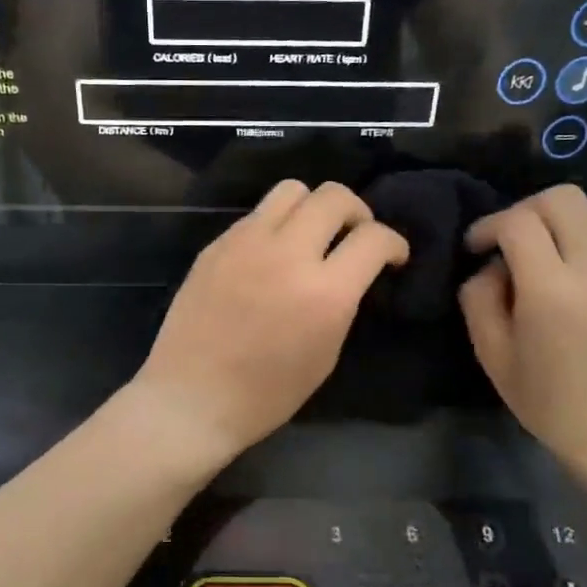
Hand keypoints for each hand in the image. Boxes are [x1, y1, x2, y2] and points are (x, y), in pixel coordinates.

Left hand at [132, 180, 409, 460]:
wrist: (192, 397)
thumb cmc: (266, 394)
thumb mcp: (325, 354)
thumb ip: (342, 302)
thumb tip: (349, 273)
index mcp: (324, 293)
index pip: (374, 238)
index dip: (394, 243)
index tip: (392, 256)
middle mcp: (288, 254)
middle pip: (334, 196)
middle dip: (357, 212)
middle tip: (354, 236)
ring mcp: (246, 243)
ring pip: (292, 189)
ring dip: (313, 206)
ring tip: (311, 234)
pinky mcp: (216, 244)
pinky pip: (257, 214)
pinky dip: (276, 225)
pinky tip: (271, 254)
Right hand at [459, 185, 586, 484]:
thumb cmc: (551, 402)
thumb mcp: (493, 355)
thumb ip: (479, 298)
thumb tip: (492, 265)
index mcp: (553, 292)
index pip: (518, 223)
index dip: (489, 226)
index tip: (476, 247)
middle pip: (561, 199)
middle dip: (525, 211)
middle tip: (509, 242)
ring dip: (560, 220)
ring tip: (546, 253)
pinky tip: (578, 273)